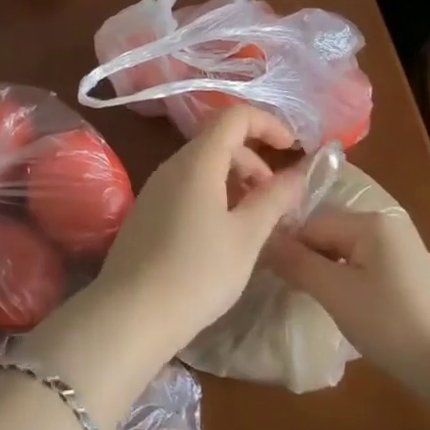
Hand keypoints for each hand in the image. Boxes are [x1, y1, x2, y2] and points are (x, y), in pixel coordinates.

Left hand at [89, 106, 305, 356]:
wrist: (131, 314)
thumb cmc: (197, 272)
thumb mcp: (246, 236)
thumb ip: (274, 199)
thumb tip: (298, 174)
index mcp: (198, 161)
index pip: (235, 116)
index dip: (268, 124)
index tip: (293, 148)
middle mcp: (173, 165)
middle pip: (220, 141)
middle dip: (255, 160)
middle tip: (276, 200)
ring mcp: (156, 188)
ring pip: (204, 166)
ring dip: (236, 181)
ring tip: (254, 221)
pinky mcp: (148, 211)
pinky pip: (188, 187)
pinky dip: (215, 196)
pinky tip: (223, 235)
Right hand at [266, 206, 429, 378]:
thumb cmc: (395, 325)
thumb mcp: (337, 293)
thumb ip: (298, 263)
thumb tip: (263, 239)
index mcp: (368, 221)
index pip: (310, 223)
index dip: (286, 247)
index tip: (265, 275)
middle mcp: (385, 225)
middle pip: (327, 233)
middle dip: (306, 259)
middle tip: (287, 291)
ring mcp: (400, 250)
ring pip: (344, 252)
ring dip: (325, 273)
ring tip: (310, 302)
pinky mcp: (409, 276)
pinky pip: (363, 267)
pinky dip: (347, 283)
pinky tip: (342, 309)